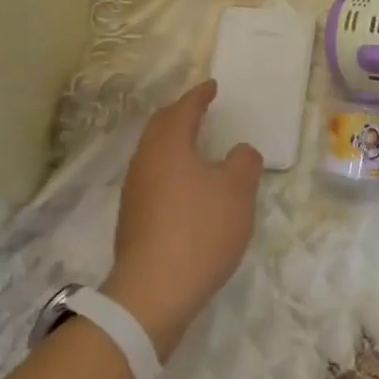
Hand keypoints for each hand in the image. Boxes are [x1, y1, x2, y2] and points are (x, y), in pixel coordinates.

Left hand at [104, 81, 261, 358]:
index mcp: (168, 146)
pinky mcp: (133, 219)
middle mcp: (145, 162)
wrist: (154, 292)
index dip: (199, 95)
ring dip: (173, 142)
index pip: (183, 109)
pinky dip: (171, 169)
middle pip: (160, 127)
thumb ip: (244, 162)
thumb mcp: (238, 191)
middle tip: (199, 108)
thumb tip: (239, 152)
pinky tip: (187, 186)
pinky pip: (153, 177)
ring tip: (195, 144)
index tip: (212, 86)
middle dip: (180, 114)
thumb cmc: (200, 230)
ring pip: (154, 153)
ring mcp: (135, 192)